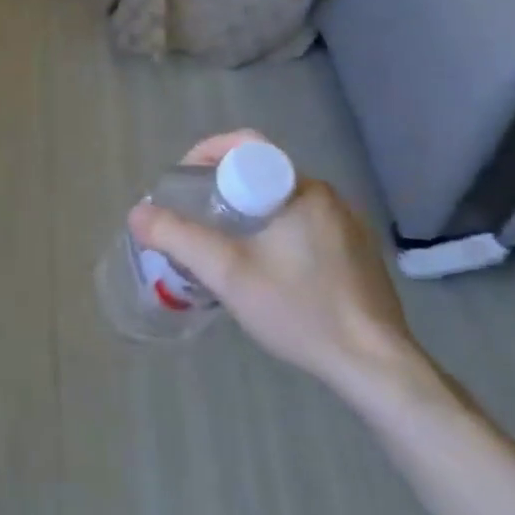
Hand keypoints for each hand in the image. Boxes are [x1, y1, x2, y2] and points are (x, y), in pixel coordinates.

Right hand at [126, 131, 424, 398]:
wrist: (377, 368)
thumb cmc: (301, 310)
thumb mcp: (227, 273)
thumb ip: (178, 238)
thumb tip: (137, 214)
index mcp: (301, 189)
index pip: (246, 146)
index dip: (206, 155)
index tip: (183, 183)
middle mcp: (328, 198)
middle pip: (261, 174)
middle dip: (220, 189)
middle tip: (193, 218)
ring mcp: (347, 227)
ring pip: (280, 203)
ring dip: (245, 214)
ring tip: (219, 246)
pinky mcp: (356, 256)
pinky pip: (301, 226)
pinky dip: (272, 233)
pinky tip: (262, 271)